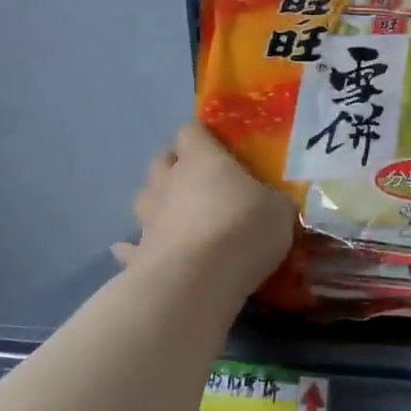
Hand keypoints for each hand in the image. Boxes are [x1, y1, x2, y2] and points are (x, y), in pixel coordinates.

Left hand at [112, 123, 294, 298]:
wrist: (198, 279)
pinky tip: (143, 254)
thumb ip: (273, 202)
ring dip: (157, 203)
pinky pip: (131, 246)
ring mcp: (149, 217)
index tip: (220, 150)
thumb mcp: (279, 211)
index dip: (203, 138)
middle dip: (176, 166)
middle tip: (200, 182)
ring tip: (176, 217)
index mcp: (202, 159)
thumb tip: (272, 203)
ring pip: (144, 198)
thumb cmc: (243, 229)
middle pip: (162, 160)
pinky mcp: (138, 253)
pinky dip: (135, 248)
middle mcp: (169, 181)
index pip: (192, 131)